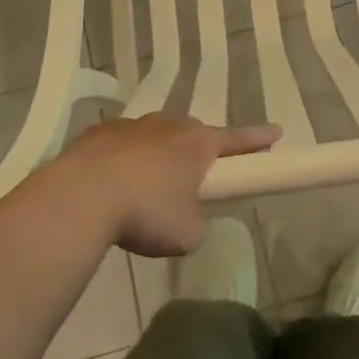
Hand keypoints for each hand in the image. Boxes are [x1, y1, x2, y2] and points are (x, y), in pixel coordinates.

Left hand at [48, 115, 280, 256]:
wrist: (82, 195)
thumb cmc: (145, 212)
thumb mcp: (186, 234)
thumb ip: (196, 222)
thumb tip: (185, 216)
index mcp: (197, 143)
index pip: (237, 140)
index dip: (258, 139)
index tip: (277, 132)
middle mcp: (168, 125)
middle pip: (192, 135)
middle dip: (196, 154)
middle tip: (194, 179)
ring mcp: (132, 125)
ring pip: (155, 138)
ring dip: (157, 157)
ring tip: (145, 190)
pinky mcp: (99, 133)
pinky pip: (122, 146)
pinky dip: (124, 162)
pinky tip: (113, 186)